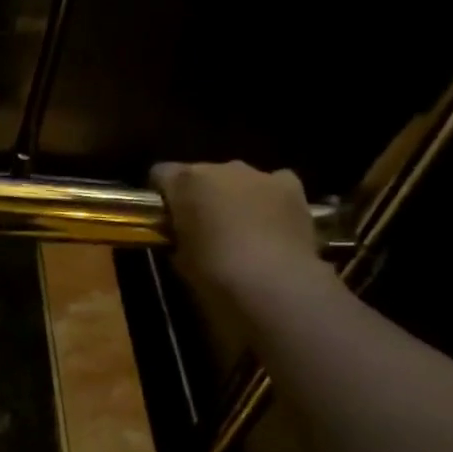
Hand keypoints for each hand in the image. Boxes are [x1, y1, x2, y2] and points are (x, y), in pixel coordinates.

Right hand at [151, 160, 329, 311]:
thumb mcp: (178, 258)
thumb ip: (176, 235)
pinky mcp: (291, 187)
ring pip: (238, 179)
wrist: (272, 283)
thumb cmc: (212, 273)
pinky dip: (269, 199)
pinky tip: (271, 224)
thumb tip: (181, 233)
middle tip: (202, 227)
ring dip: (234, 197)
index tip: (163, 218)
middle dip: (200, 196)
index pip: (161, 174)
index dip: (162, 195)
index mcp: (185, 182)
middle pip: (202, 174)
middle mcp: (220, 168)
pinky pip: (274, 184)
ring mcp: (259, 175)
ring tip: (239, 230)